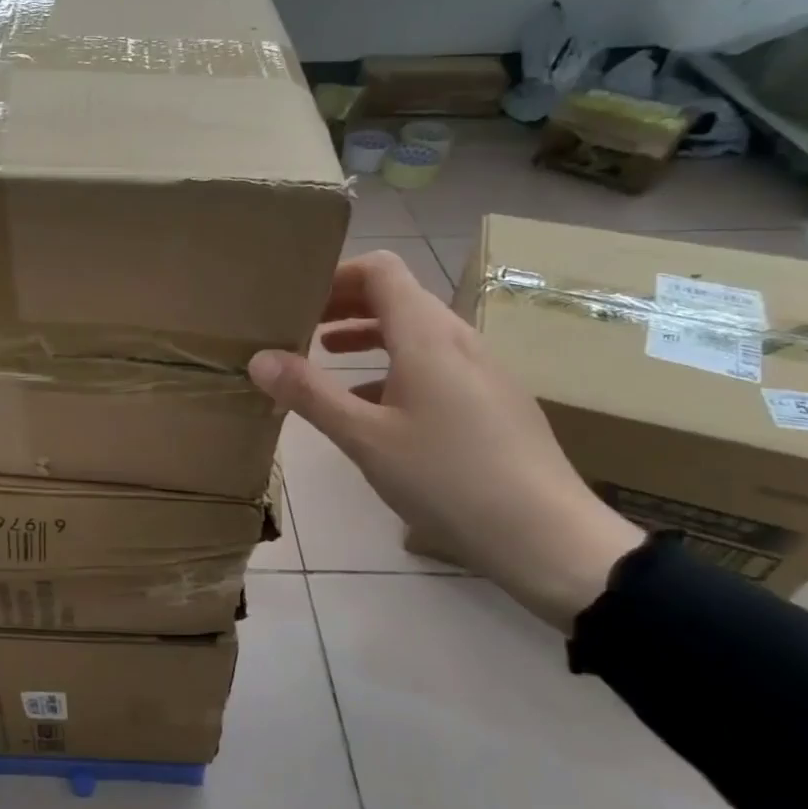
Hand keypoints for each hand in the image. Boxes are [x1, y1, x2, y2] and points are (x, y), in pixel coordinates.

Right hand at [249, 251, 642, 633]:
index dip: (336, 274)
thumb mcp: (364, 438)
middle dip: (344, 304)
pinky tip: (371, 404)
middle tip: (299, 325)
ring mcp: (482, 371)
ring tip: (325, 356)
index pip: (381, 270)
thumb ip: (309, 393)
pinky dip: (393, 366)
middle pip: (398, 297)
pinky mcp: (493, 401)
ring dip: (368, 334)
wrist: (548, 538)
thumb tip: (259, 358)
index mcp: (427, 337)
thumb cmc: (447, 478)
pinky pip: (435, 363)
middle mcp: (459, 340)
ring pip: (416, 332)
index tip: (297, 298)